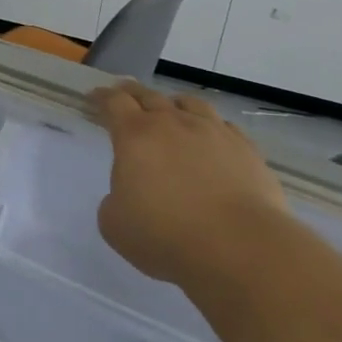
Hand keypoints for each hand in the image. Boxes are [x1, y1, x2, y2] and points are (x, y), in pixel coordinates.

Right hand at [91, 80, 285, 282]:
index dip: (101, 97)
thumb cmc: (165, 235)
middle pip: (149, 96)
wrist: (240, 248)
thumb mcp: (114, 224)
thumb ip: (115, 200)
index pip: (114, 102)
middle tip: (124, 95)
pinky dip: (210, 127)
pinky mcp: (246, 150)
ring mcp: (214, 133)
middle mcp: (173, 124)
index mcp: (135, 135)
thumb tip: (129, 194)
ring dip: (173, 104)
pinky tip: (211, 139)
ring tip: (171, 110)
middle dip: (132, 93)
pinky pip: (224, 126)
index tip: (94, 97)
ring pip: (189, 103)